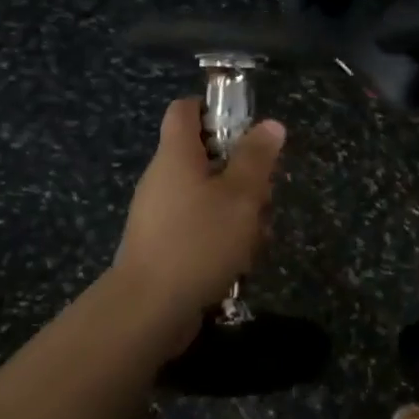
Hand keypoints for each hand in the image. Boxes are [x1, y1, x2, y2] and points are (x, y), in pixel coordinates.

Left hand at [112, 98, 285, 326]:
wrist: (147, 310)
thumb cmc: (198, 241)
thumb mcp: (240, 196)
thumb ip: (256, 158)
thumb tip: (270, 124)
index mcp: (176, 154)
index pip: (185, 109)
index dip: (213, 108)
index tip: (245, 128)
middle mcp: (163, 177)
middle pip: (204, 155)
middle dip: (240, 172)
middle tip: (263, 195)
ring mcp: (159, 213)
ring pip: (206, 195)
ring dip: (235, 210)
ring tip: (257, 236)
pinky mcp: (162, 245)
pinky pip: (196, 226)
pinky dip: (219, 236)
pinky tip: (240, 261)